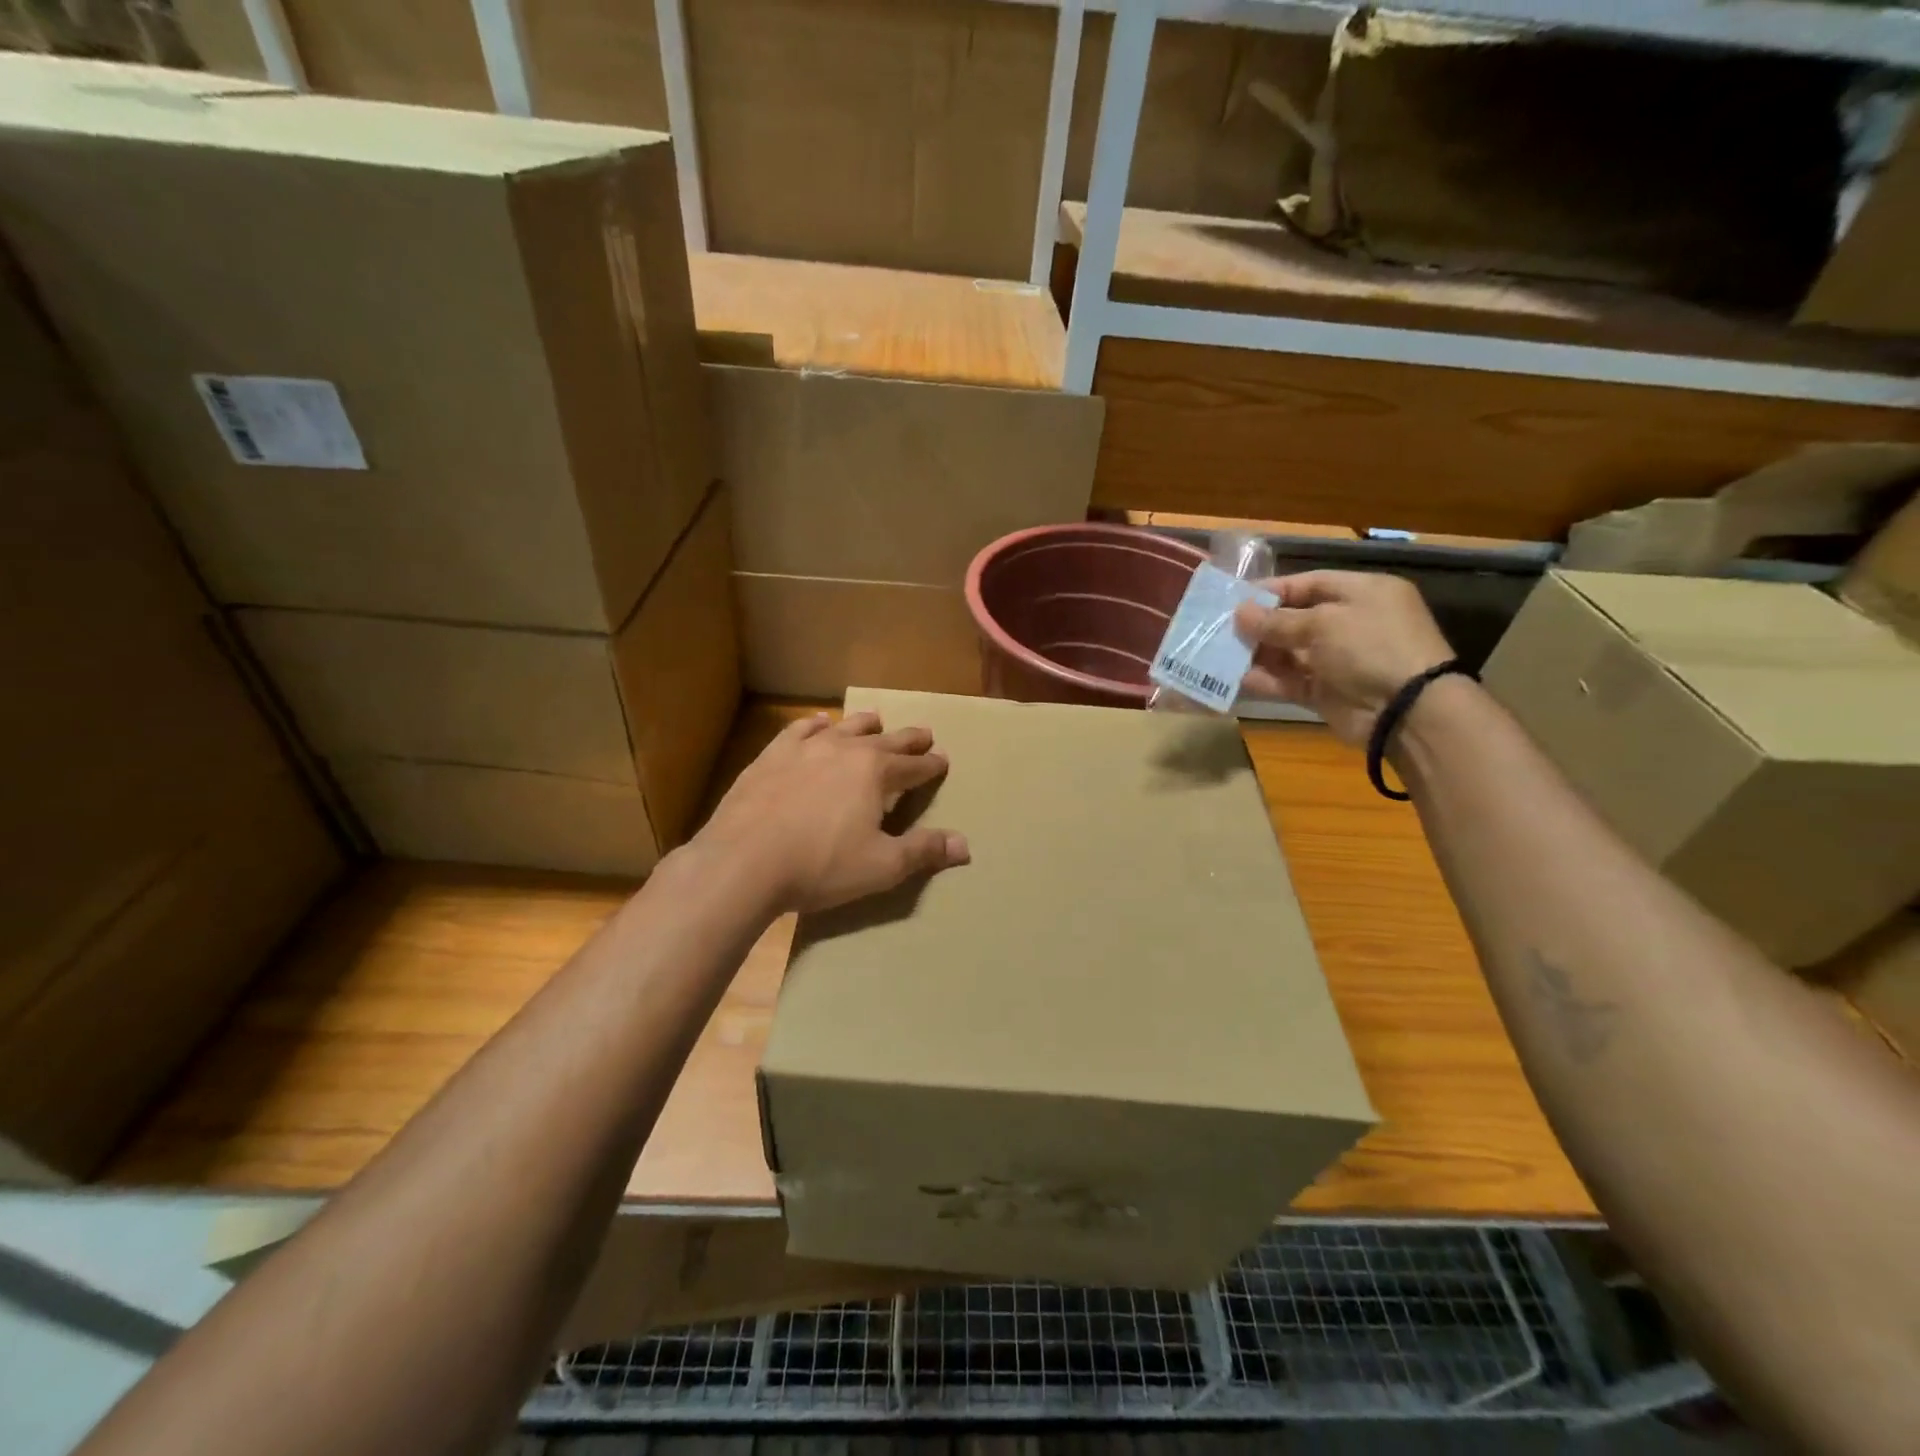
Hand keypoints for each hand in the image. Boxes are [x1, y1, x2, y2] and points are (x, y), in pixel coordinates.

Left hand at [695, 710, 970, 914]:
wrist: (743, 861)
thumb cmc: (820, 866)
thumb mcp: (881, 866)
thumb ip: (923, 851)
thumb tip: (965, 846)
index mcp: (876, 774)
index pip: (914, 766)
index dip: (931, 765)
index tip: (943, 761)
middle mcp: (845, 751)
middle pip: (885, 741)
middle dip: (908, 739)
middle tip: (924, 733)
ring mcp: (805, 749)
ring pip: (844, 728)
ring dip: (864, 725)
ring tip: (876, 719)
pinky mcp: (771, 756)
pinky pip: (799, 731)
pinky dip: (814, 726)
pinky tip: (817, 724)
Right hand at [1233, 570, 1453, 746]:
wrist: (1406, 710)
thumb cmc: (1370, 647)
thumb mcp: (1323, 623)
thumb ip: (1278, 620)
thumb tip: (1240, 613)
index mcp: (1362, 593)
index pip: (1309, 584)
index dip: (1272, 591)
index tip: (1235, 599)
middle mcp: (1350, 623)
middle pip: (1295, 619)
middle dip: (1259, 625)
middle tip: (1220, 628)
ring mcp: (1338, 660)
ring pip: (1288, 653)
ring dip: (1256, 653)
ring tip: (1220, 653)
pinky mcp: (1326, 692)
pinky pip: (1289, 681)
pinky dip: (1264, 680)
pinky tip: (1235, 679)